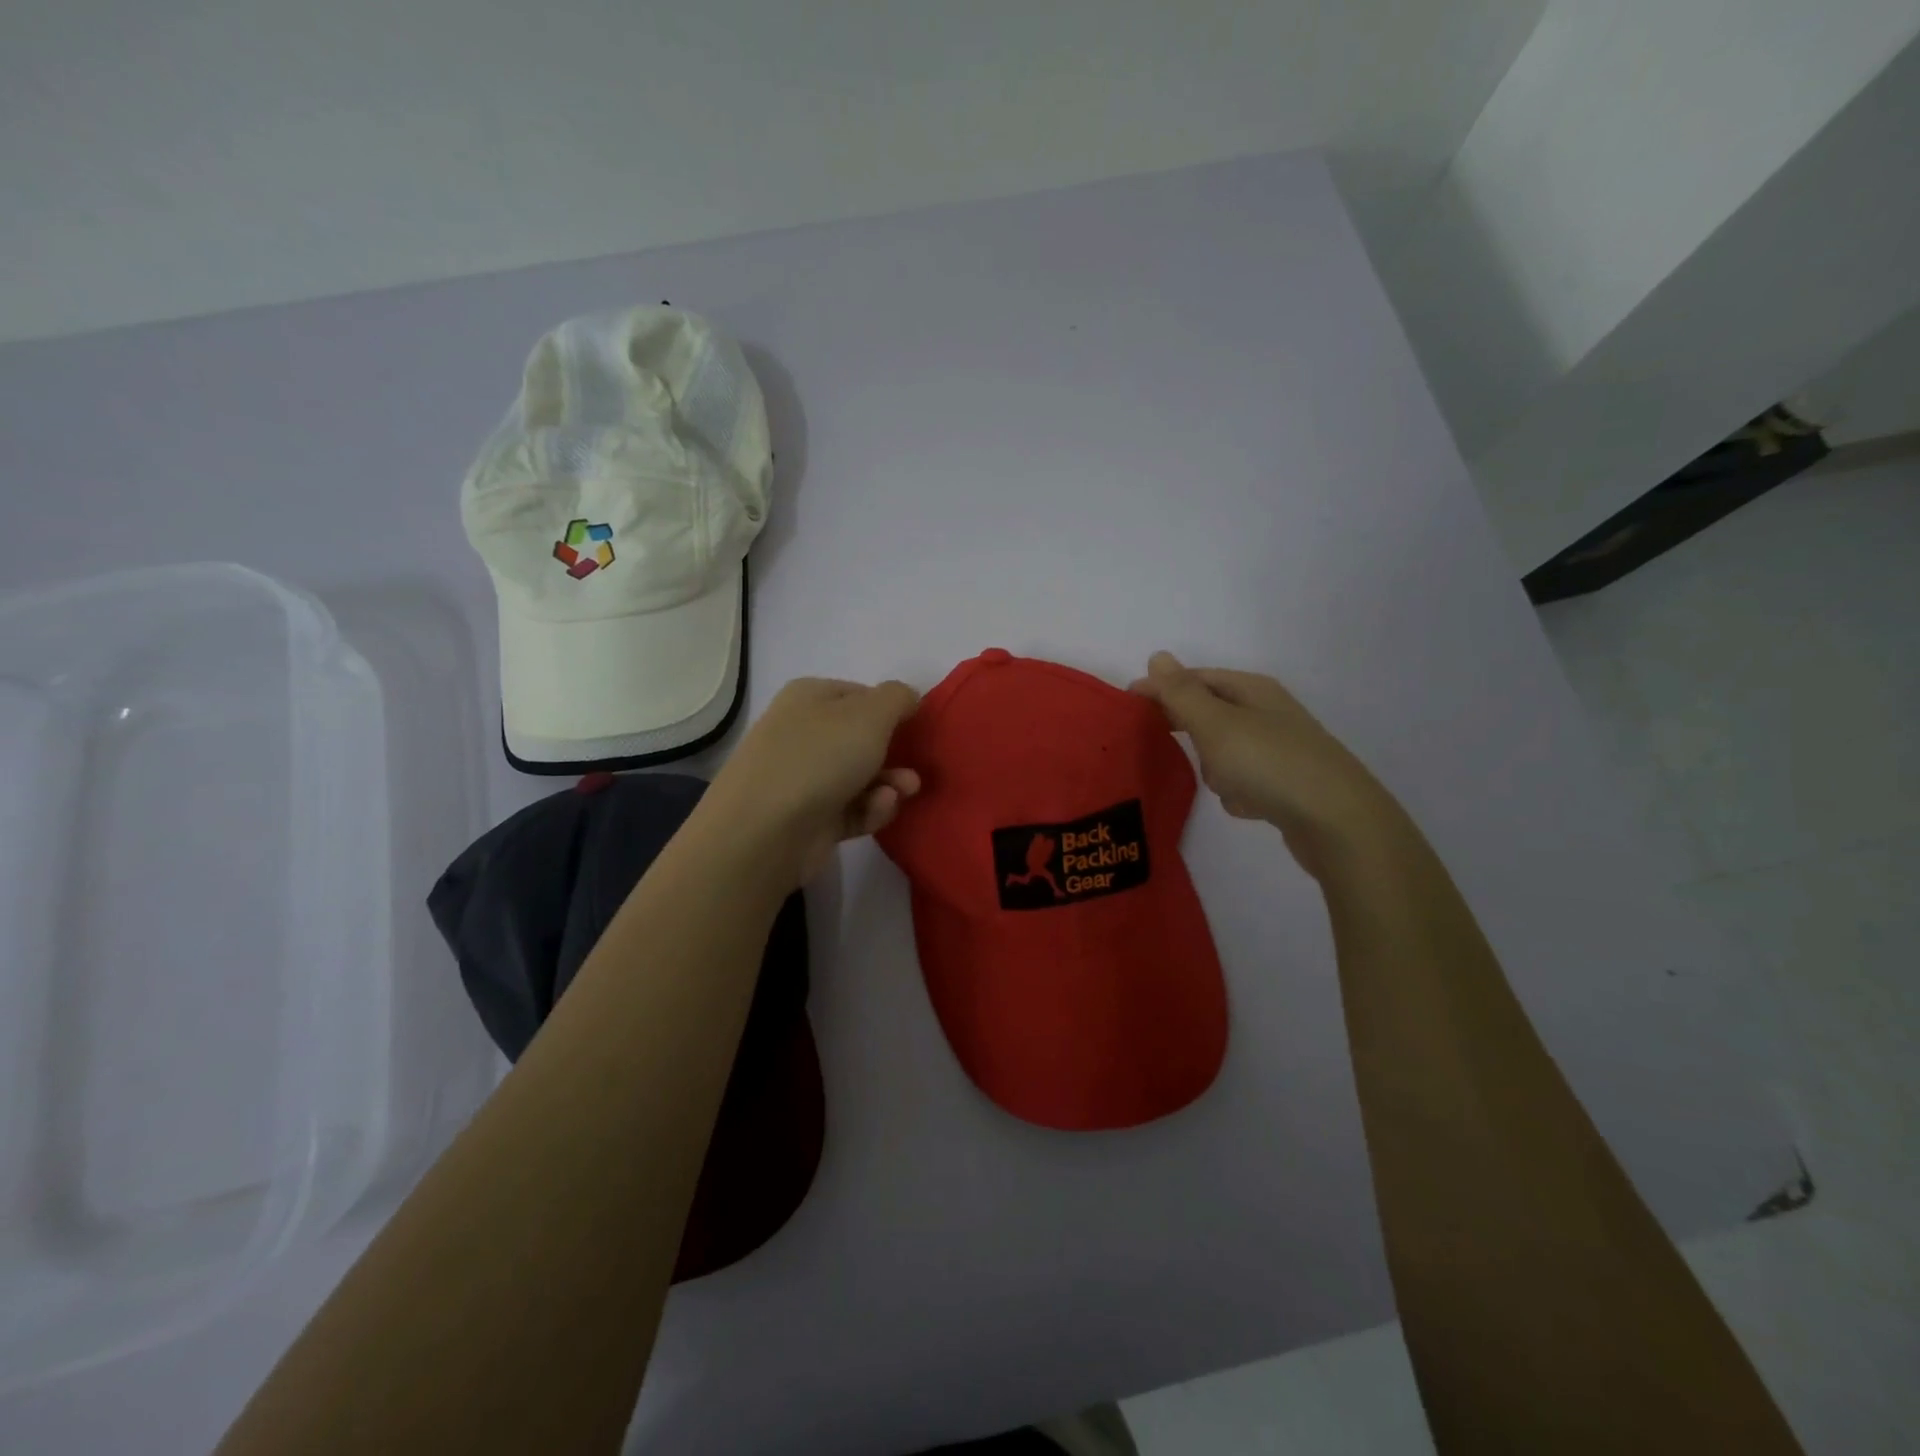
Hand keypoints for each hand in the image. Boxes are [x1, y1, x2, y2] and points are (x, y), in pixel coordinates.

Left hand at [700, 677, 922, 884]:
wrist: (764, 830)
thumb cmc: (820, 757)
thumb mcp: (870, 714)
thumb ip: (897, 698)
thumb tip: (906, 697)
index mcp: (810, 697)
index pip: (860, 695)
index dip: (890, 709)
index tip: (915, 727)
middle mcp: (803, 733)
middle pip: (861, 739)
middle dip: (894, 754)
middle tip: (915, 769)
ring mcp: (803, 778)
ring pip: (861, 777)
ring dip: (889, 784)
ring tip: (904, 792)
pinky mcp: (810, 819)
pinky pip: (852, 810)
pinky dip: (870, 810)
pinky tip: (879, 810)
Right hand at [1131, 652, 1394, 875]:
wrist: (1338, 822)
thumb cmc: (1269, 764)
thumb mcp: (1216, 724)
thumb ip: (1182, 693)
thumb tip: (1158, 656)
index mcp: (1252, 690)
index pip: (1196, 678)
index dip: (1161, 687)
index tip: (1127, 704)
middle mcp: (1268, 713)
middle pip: (1211, 712)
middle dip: (1188, 728)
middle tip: (1158, 743)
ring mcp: (1281, 749)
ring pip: (1226, 749)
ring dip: (1214, 766)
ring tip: (1219, 783)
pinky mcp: (1287, 784)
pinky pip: (1245, 780)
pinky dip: (1238, 791)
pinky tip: (1245, 806)